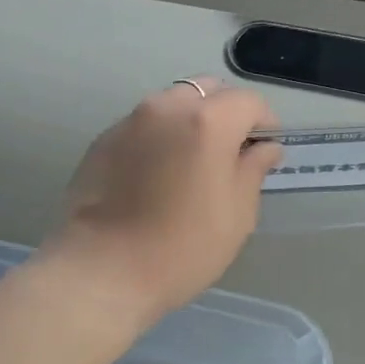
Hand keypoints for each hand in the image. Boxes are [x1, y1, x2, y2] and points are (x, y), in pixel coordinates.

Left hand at [46, 79, 281, 324]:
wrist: (99, 272)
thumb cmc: (181, 248)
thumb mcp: (236, 215)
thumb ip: (253, 170)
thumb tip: (263, 148)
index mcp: (207, 121)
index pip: (249, 102)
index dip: (265, 124)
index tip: (264, 153)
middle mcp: (167, 108)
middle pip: (208, 91)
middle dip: (226, 114)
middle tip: (229, 155)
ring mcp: (130, 121)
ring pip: (172, 104)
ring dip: (190, 122)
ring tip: (190, 165)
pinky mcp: (103, 140)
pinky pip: (143, 125)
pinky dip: (160, 138)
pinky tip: (155, 177)